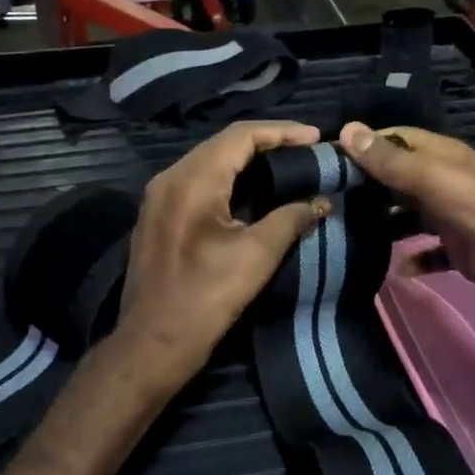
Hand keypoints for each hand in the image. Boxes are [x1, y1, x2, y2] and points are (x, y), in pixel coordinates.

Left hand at [115, 122, 327, 391]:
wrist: (152, 343)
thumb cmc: (205, 299)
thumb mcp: (256, 256)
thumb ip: (291, 219)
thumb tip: (321, 201)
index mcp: (192, 180)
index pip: (241, 136)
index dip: (281, 132)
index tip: (316, 138)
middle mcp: (169, 178)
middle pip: (222, 144)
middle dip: (266, 142)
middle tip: (304, 150)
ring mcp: (158, 197)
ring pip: (207, 162)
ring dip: (246, 160)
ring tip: (284, 165)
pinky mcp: (156, 217)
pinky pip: (195, 182)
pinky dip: (226, 178)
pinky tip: (249, 191)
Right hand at [339, 121, 474, 343]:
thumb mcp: (435, 180)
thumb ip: (392, 161)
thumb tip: (347, 130)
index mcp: (443, 157)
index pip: (395, 139)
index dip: (362, 146)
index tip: (323, 162)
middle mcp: (448, 182)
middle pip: (400, 178)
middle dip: (367, 187)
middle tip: (325, 203)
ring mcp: (457, 218)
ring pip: (412, 216)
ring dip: (385, 224)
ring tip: (346, 236)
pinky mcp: (464, 252)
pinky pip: (430, 253)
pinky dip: (413, 259)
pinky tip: (392, 268)